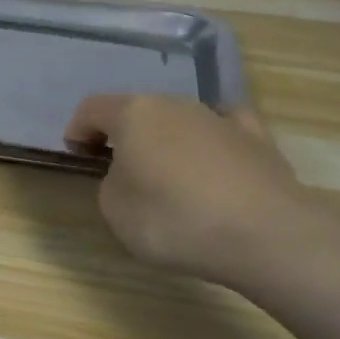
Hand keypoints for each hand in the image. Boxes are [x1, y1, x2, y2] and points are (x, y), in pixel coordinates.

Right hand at [64, 93, 315, 289]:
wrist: (263, 234)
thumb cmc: (174, 219)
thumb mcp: (115, 210)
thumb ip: (111, 183)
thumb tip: (129, 175)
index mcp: (134, 114)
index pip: (93, 108)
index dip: (78, 129)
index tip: (76, 153)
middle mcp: (175, 104)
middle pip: (138, 111)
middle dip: (123, 134)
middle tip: (117, 167)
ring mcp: (219, 117)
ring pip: (180, 119)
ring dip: (166, 140)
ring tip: (167, 175)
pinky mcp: (257, 138)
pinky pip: (223, 130)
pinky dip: (211, 141)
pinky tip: (214, 158)